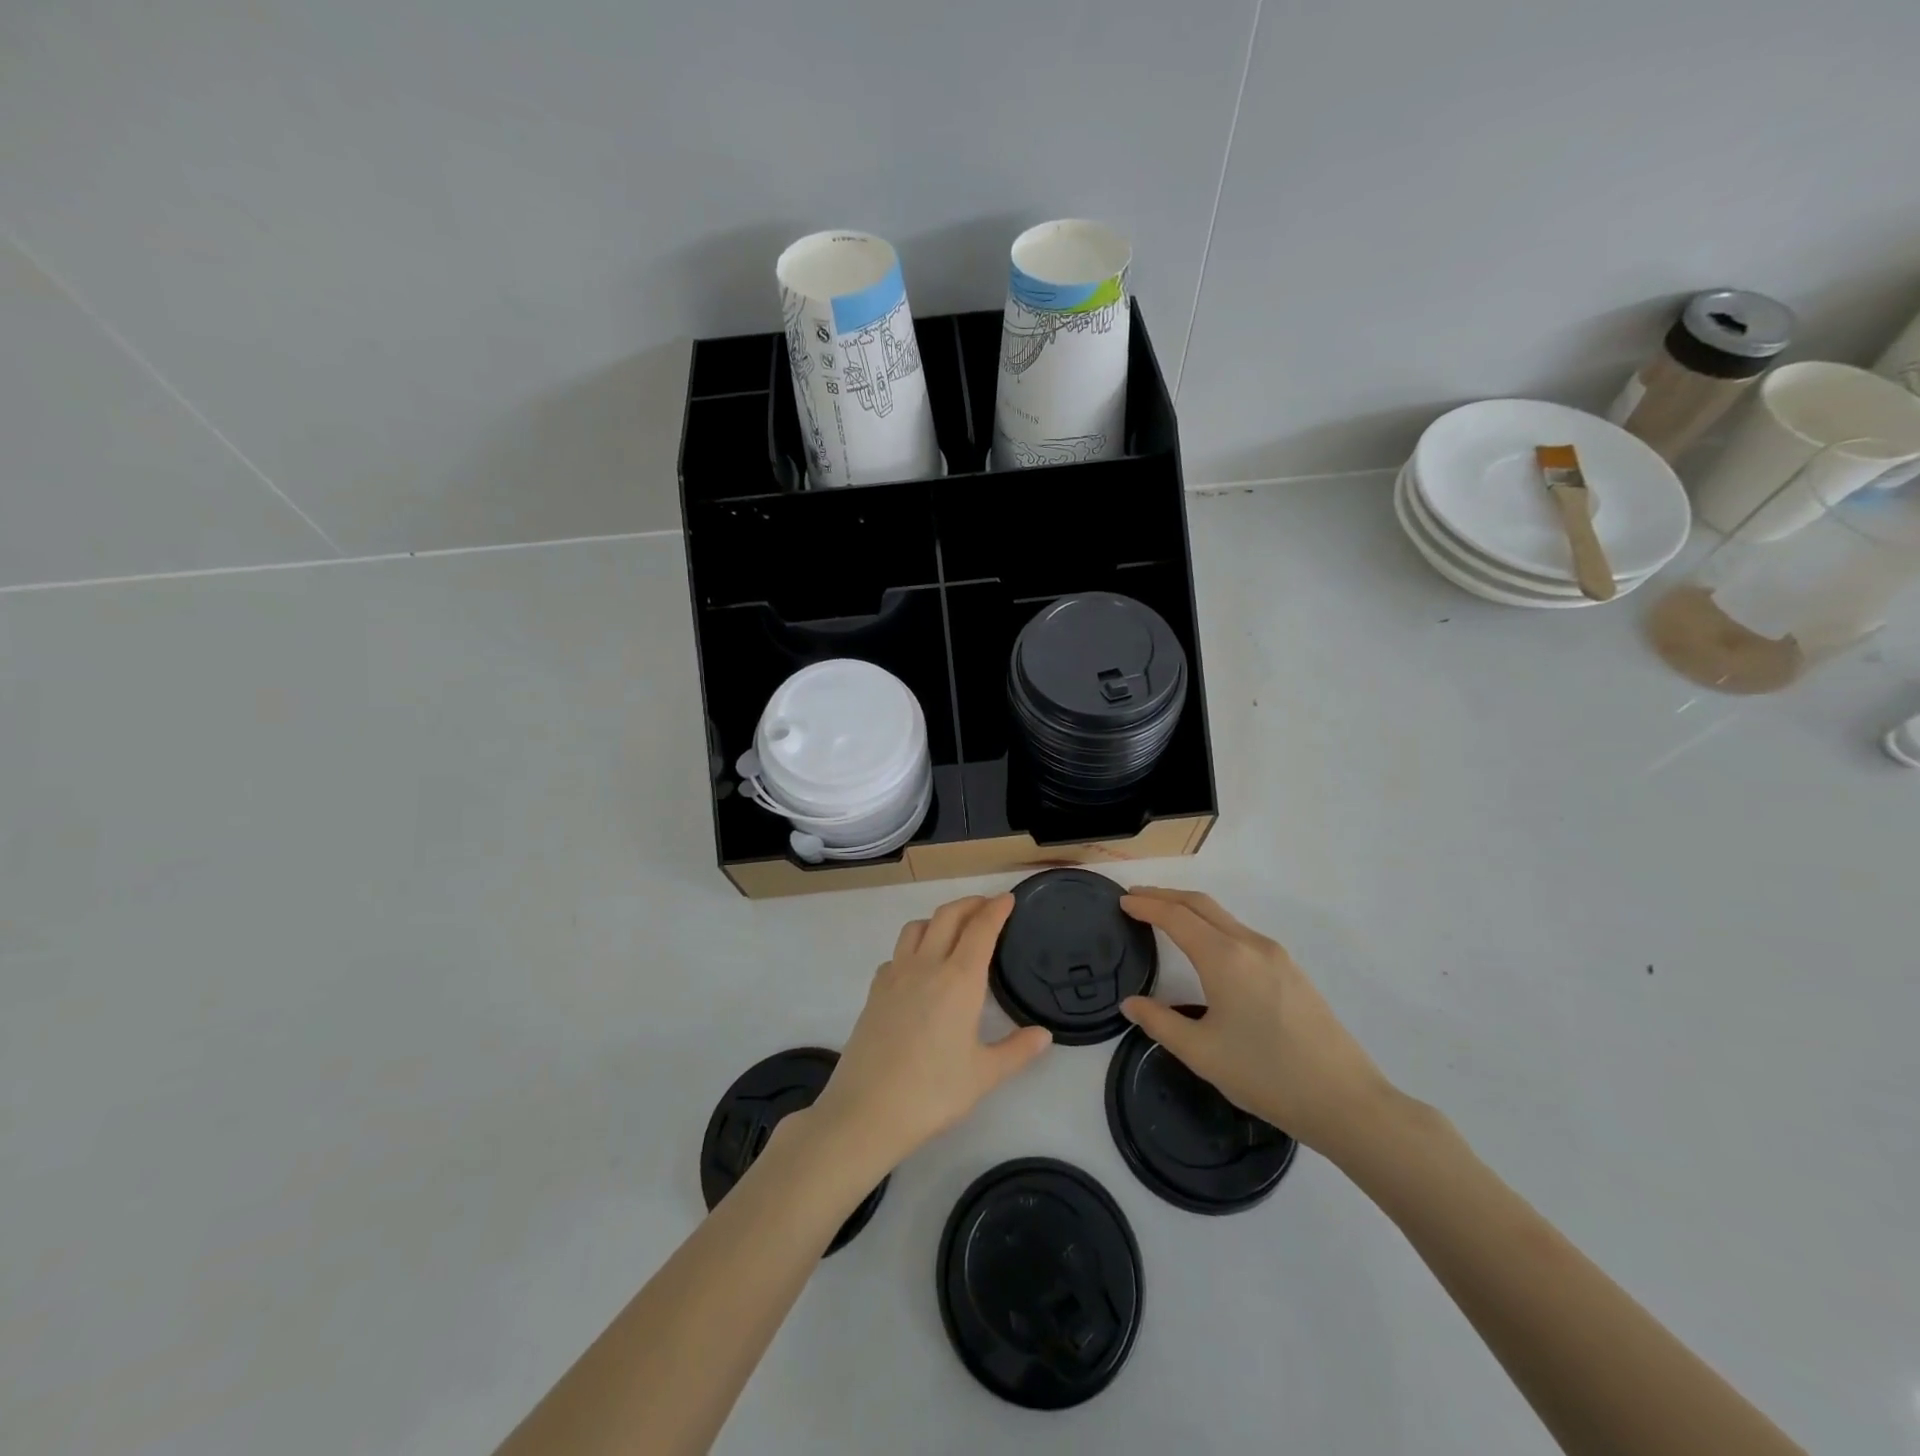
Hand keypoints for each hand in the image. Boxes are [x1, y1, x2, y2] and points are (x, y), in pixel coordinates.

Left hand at [809, 895, 1051, 1177]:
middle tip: (987, 906)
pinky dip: (913, 947)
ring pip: (917, 927)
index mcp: (959, 979)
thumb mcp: (984, 1075)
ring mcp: (895, 975)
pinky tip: (919, 968)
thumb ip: (1017, 1050)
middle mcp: (926, 965)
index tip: (1008, 898)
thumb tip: (1043, 1034)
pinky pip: (897, 953)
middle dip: (970, 904)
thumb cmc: (933, 1092)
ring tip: (953, 930)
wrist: (867, 1110)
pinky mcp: (874, 991)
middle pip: (948, 916)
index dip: (996, 909)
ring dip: (939, 918)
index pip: (981, 928)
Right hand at [1119, 887, 1392, 1155]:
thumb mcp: (1201, 1053)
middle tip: (1135, 897)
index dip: (1146, 906)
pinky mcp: (1291, 970)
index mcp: (1224, 958)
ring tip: (1164, 916)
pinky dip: (1212, 925)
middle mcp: (1250, 944)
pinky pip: (1241, 932)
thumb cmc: (1266, 1076)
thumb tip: (1130, 1004)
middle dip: (1165, 896)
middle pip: (1200, 904)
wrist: (1346, 1101)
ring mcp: (1275, 955)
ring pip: (1223, 917)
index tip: (1121, 902)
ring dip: (1190, 909)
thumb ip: (1160, 1022)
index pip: (1176, 917)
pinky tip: (1206, 945)